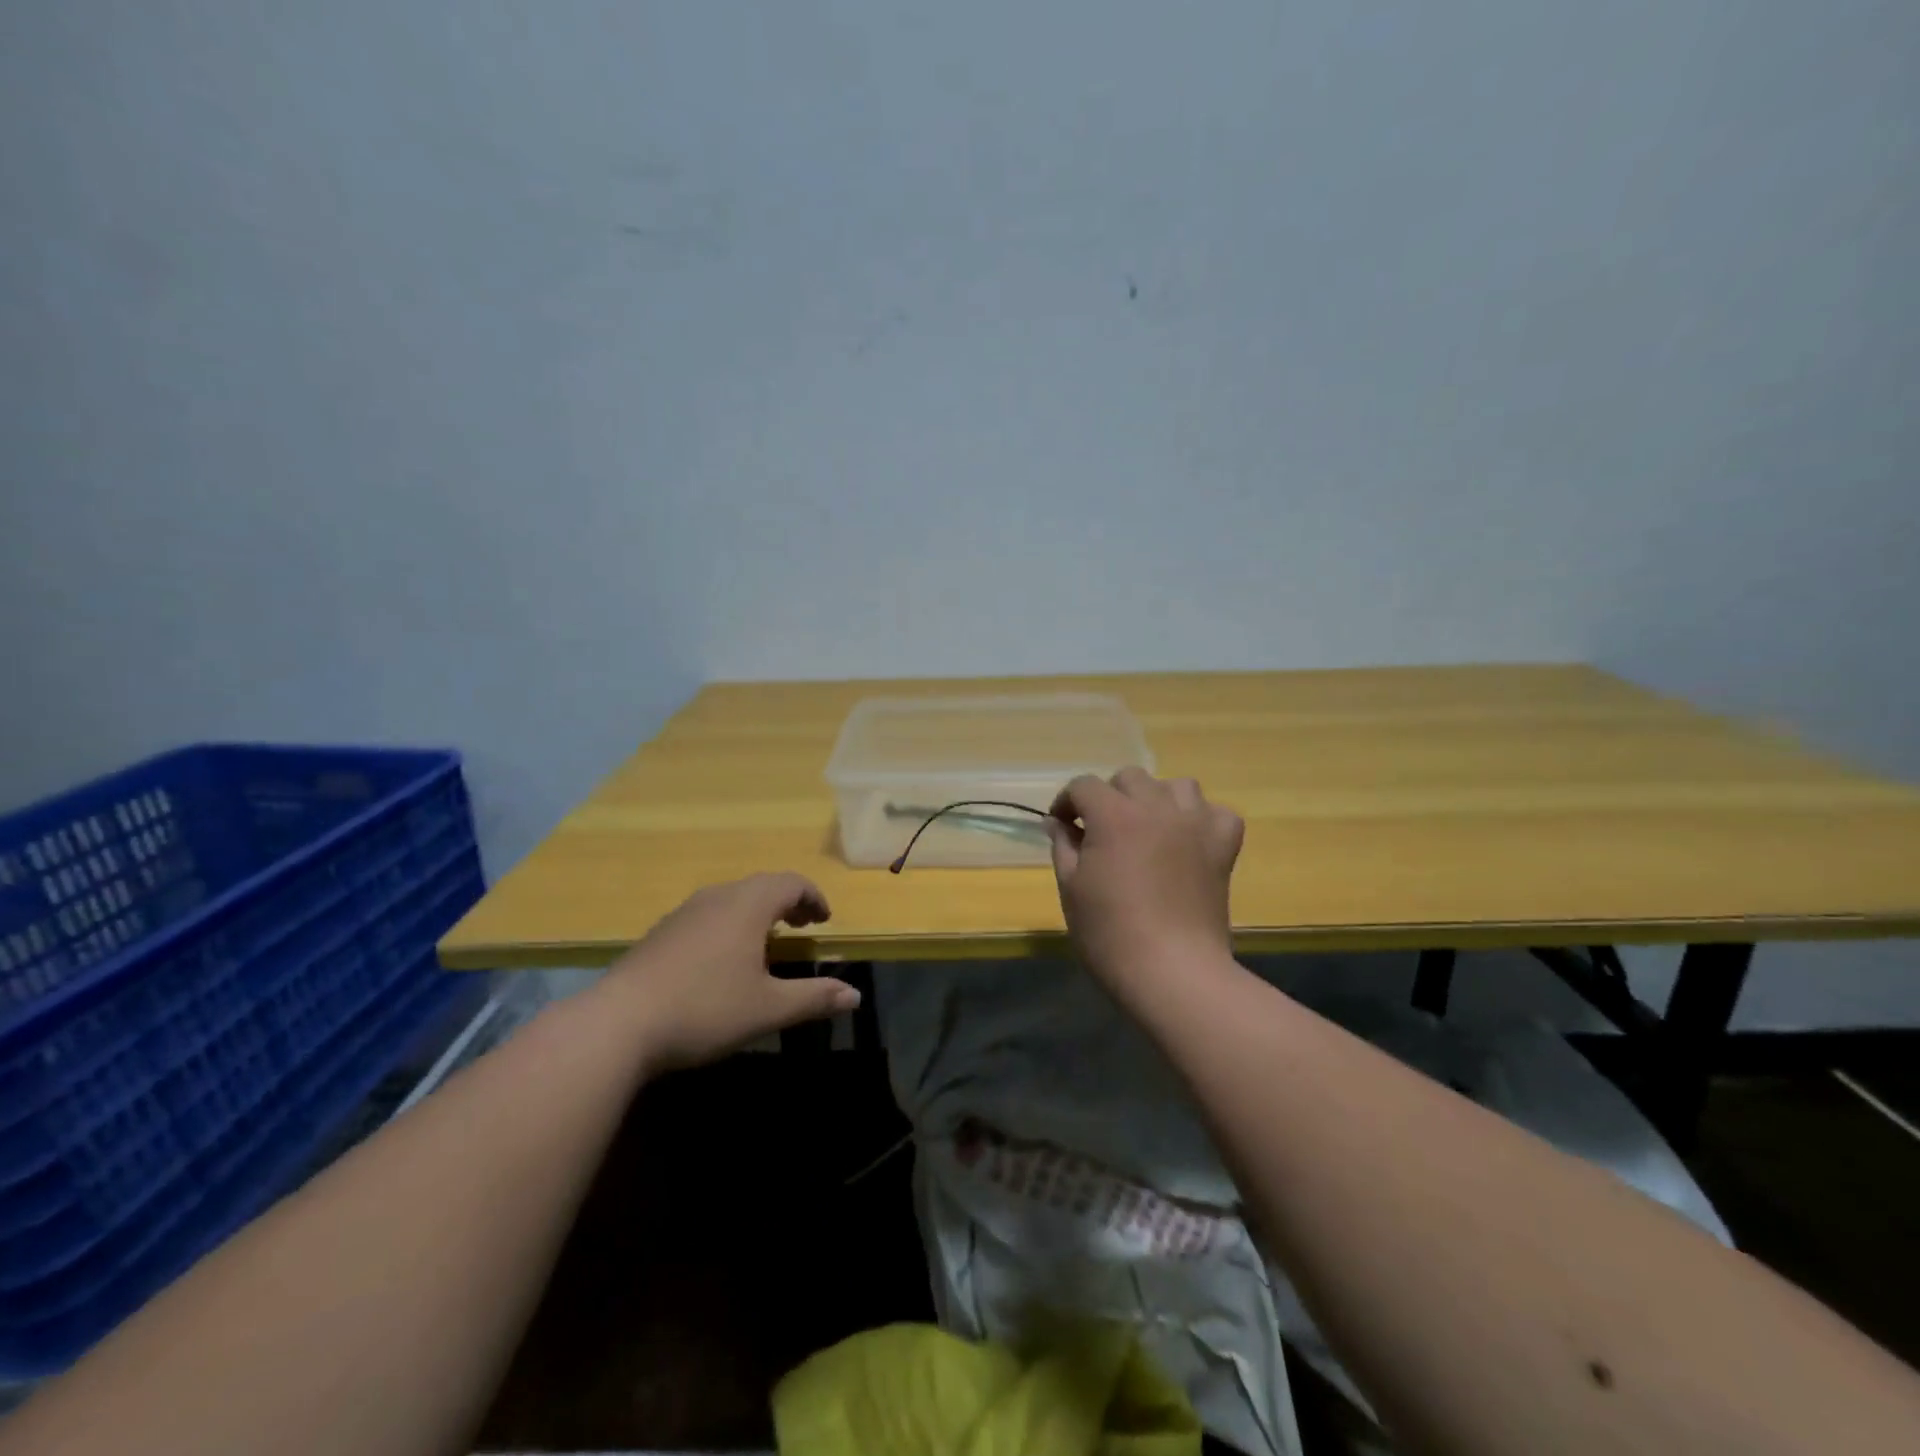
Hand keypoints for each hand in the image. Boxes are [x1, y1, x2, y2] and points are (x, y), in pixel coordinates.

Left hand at [604, 873, 858, 1071]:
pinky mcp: (661, 933)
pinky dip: (729, 924)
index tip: (823, 921)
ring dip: (757, 912)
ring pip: (732, 899)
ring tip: (766, 942)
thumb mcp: (768, 1008)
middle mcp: (717, 897)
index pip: (791, 882)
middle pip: (762, 885)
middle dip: (787, 902)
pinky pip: (708, 914)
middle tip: (801, 926)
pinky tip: (721, 959)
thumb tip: (855, 995)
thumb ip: (814, 998)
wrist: (617, 1024)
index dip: (813, 897)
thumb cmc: (705, 1009)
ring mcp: (684, 913)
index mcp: (748, 905)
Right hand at [1047, 769, 1244, 990]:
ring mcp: (1195, 823)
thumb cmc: (1109, 933)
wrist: (1173, 972)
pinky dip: (1201, 820)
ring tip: (1147, 829)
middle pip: (1129, 778)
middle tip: (1101, 832)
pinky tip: (1188, 841)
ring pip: (1176, 785)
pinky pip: (1216, 812)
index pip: (1084, 786)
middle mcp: (1157, 806)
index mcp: (1114, 815)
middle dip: (1109, 797)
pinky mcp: (1223, 846)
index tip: (1061, 827)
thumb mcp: (1071, 887)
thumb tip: (1057, 822)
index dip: (1067, 803)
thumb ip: (1063, 845)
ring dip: (1156, 800)